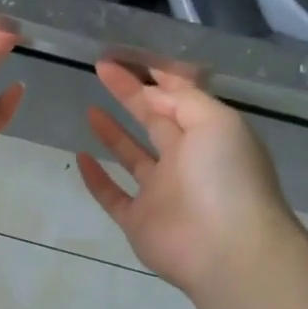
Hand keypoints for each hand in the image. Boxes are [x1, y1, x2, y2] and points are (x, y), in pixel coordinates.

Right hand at [77, 61, 298, 295]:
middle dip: (130, 96)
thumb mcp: (215, 122)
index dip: (152, 78)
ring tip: (89, 109)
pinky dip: (96, 178)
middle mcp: (185, 162)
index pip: (178, 99)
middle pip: (153, 121)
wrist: (227, 249)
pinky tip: (80, 157)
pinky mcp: (139, 221)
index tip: (123, 59)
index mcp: (208, 136)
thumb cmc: (225, 177)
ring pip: (132, 157)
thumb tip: (151, 90)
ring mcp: (161, 193)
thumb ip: (183, 99)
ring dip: (113, 133)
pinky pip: (113, 195)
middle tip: (100, 71)